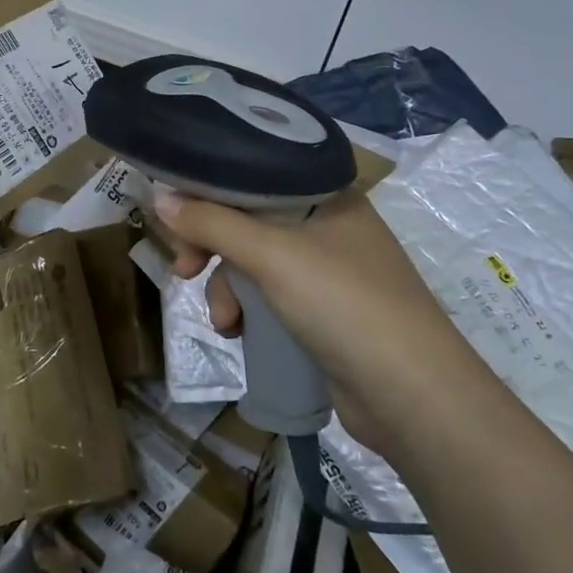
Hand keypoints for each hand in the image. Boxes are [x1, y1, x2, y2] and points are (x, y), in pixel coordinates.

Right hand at [153, 187, 491, 453]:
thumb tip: (159, 198)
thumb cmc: (343, 303)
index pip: (254, 175)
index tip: (175, 215)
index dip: (210, 191)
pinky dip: (248, 310)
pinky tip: (238, 333)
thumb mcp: (270, 255)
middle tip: (184, 269)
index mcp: (325, 196)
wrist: (413, 397)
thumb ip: (211, 222)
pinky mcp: (323, 312)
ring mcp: (327, 271)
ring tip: (225, 321)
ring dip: (227, 289)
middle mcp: (328, 226)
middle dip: (211, 248)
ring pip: (253, 262)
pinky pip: (269, 295)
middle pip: (248, 220)